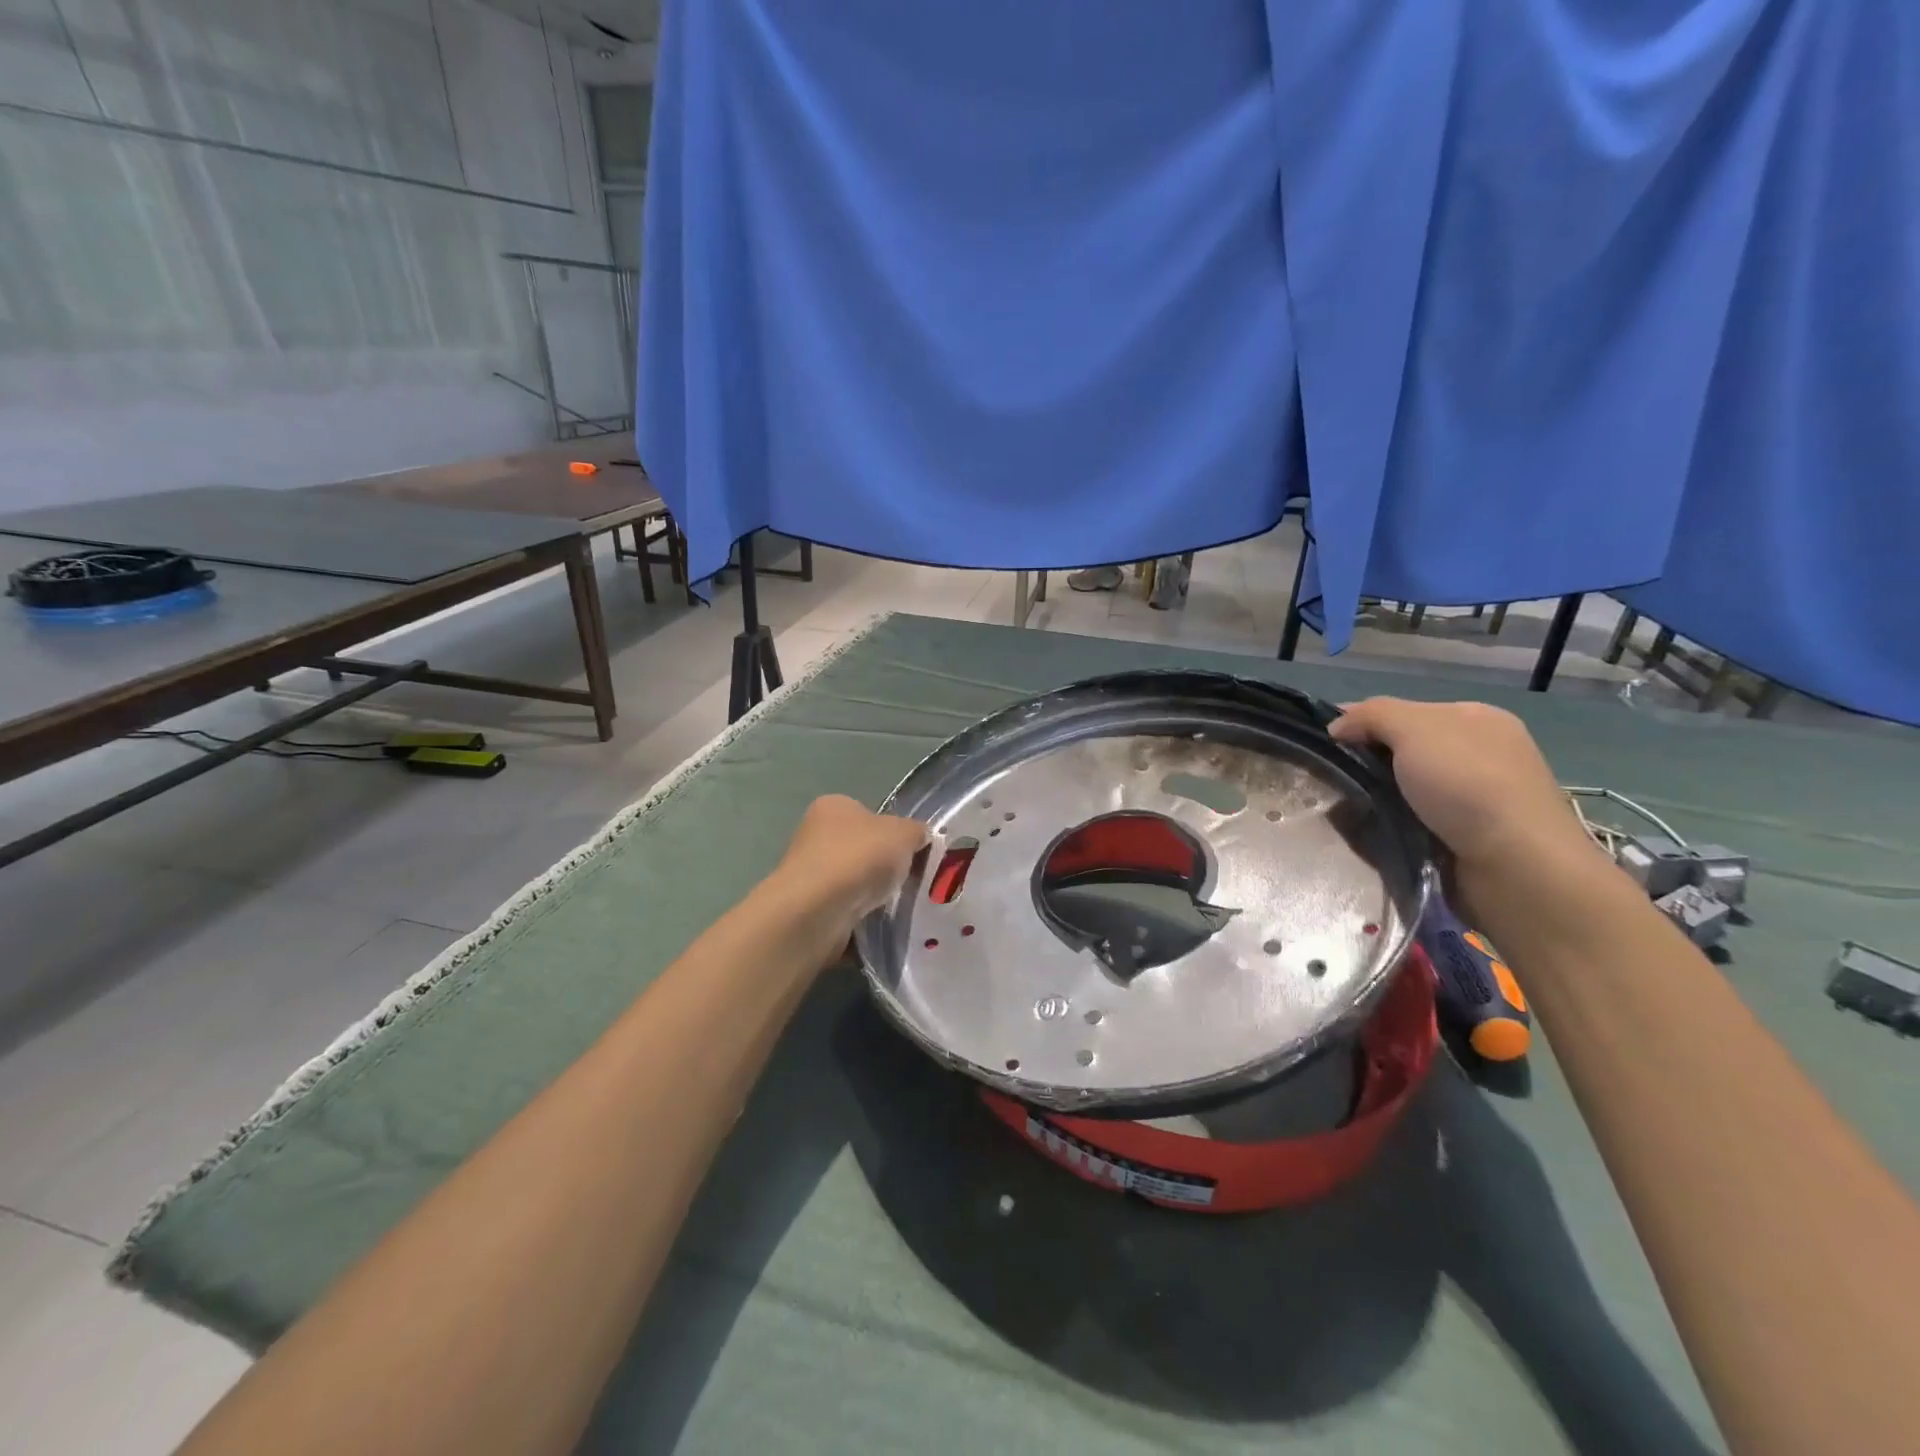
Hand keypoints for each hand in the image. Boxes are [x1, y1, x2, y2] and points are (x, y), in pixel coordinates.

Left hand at [770, 795, 928, 939]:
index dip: (894, 832)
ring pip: (855, 883)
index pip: (869, 814)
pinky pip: (846, 911)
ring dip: (874, 895)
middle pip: (863, 850)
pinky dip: (862, 918)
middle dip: (885, 866)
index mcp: (833, 806)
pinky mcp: (808, 909)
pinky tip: (877, 924)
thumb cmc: (859, 857)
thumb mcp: (904, 833)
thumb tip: (920, 838)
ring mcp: (809, 874)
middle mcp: (814, 835)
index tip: (913, 853)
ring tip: (897, 906)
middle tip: (911, 880)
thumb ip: (917, 832)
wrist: (817, 911)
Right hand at [1330, 698, 1592, 875]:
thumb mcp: (1414, 728)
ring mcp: (1474, 799)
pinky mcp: (1465, 838)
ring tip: (1344, 810)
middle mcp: (1479, 754)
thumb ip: (1371, 715)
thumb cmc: (1468, 784)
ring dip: (1374, 798)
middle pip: (1402, 750)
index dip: (1361, 721)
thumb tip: (1337, 727)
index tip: (1326, 742)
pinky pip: (1411, 822)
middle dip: (1367, 763)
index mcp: (1475, 718)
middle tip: (1333, 779)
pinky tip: (1372, 833)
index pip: (1402, 711)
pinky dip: (1390, 826)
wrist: (1516, 866)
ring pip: (1403, 789)